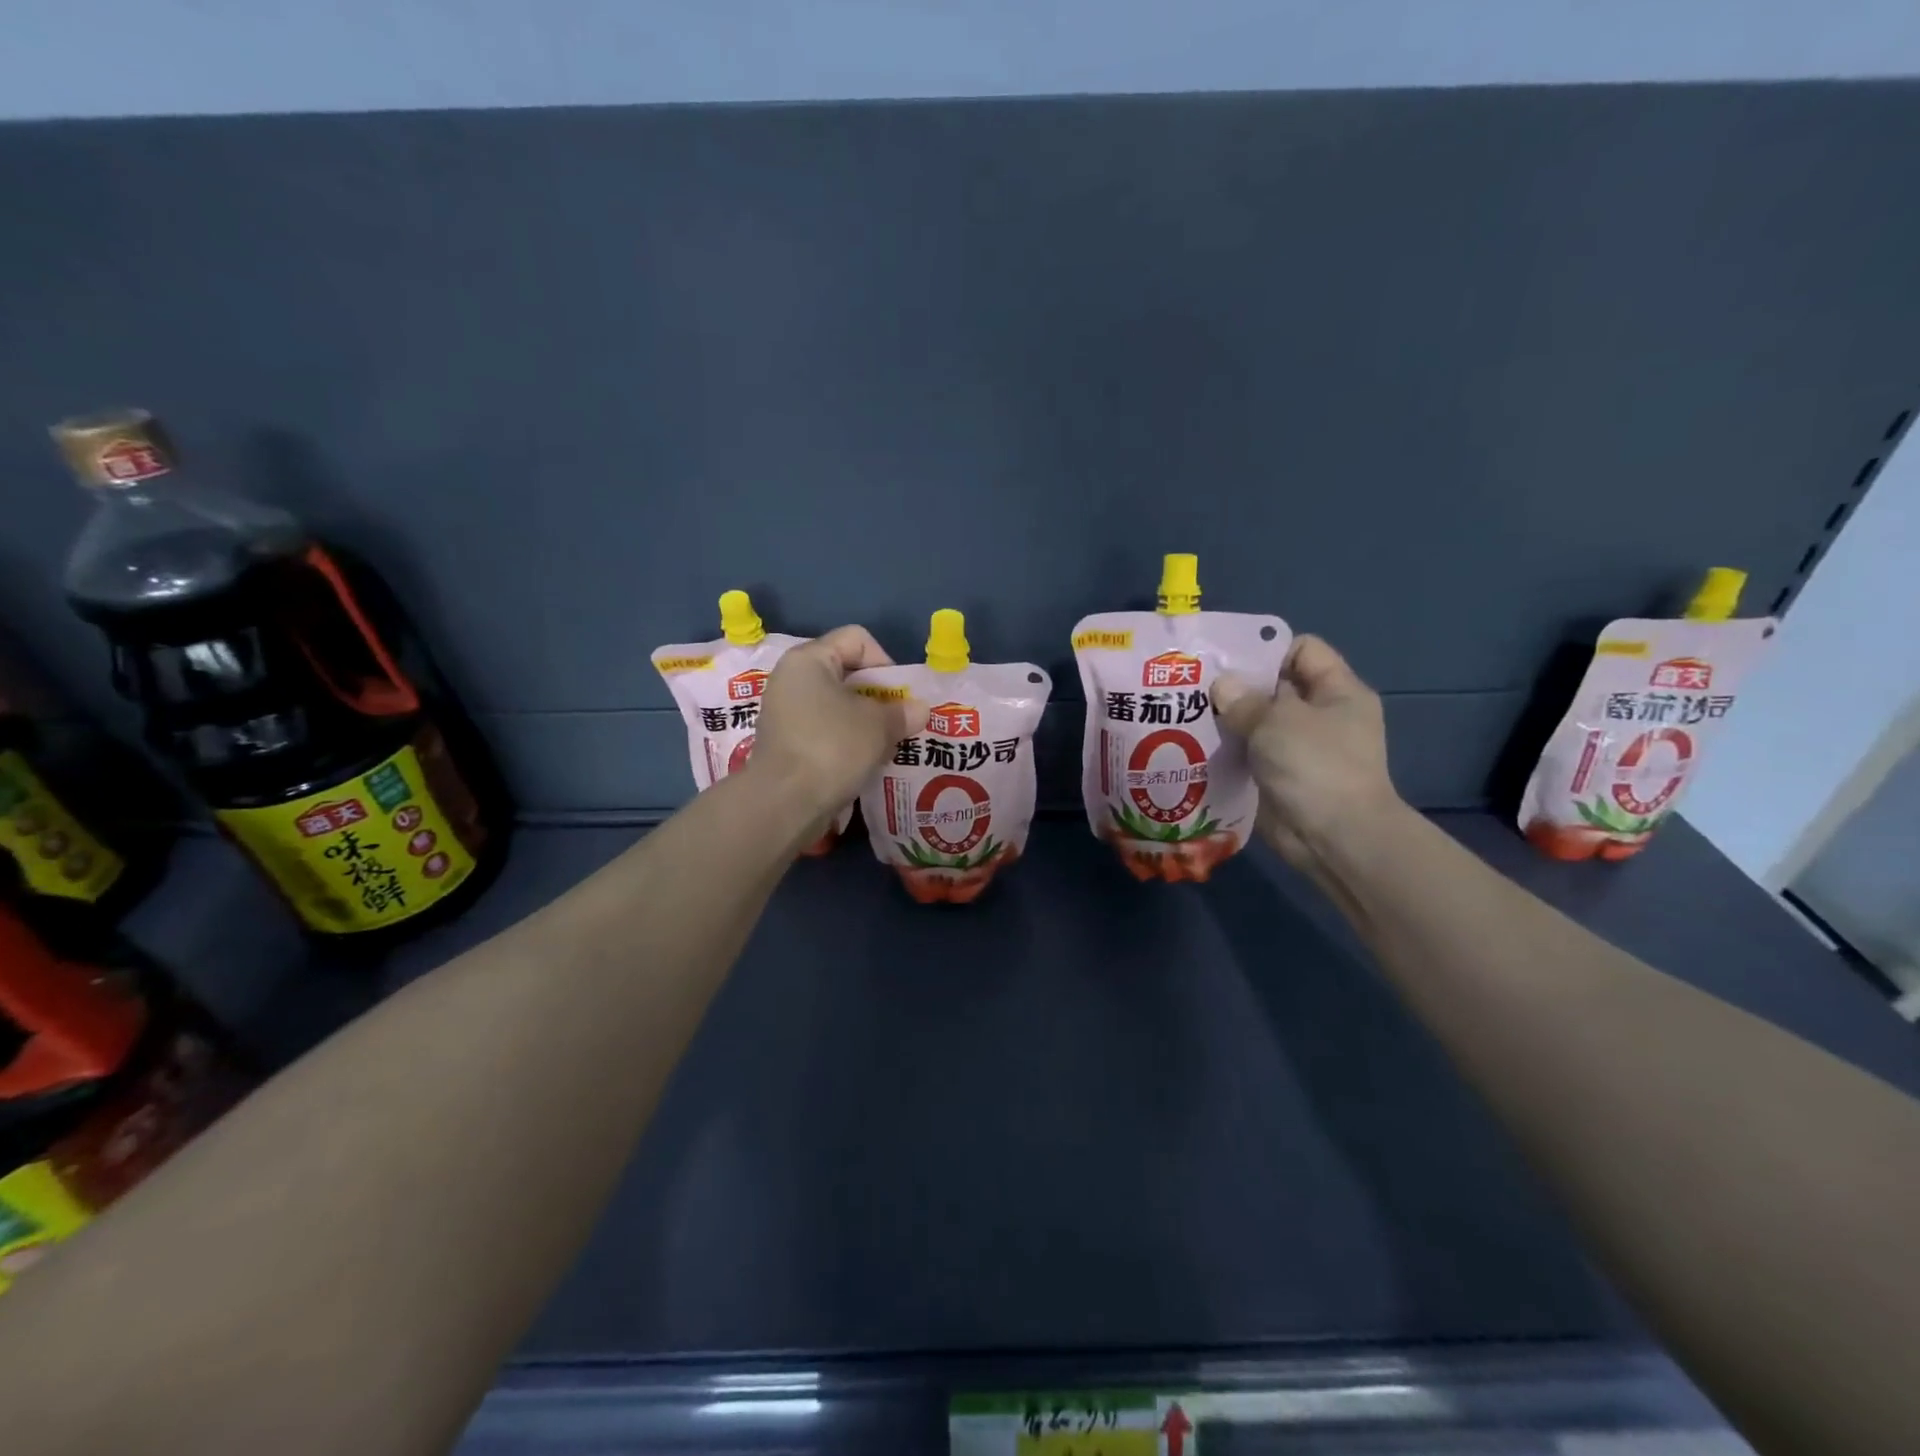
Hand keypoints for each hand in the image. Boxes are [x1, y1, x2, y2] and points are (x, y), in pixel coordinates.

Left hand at [748, 626, 928, 820]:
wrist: (784, 803)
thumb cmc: (832, 747)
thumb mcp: (879, 726)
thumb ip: (902, 712)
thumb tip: (919, 710)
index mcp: (809, 660)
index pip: (857, 639)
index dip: (885, 662)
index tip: (898, 696)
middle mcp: (791, 679)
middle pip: (847, 673)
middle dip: (879, 697)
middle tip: (899, 723)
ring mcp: (785, 713)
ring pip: (837, 706)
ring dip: (865, 723)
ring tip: (884, 746)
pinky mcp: (785, 744)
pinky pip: (825, 731)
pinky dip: (846, 742)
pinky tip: (863, 763)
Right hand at [1213, 635, 1405, 872]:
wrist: (1334, 838)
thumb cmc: (1315, 766)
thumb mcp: (1278, 721)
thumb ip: (1245, 699)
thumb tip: (1221, 686)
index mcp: (1336, 691)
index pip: (1302, 650)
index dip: (1266, 650)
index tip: (1226, 660)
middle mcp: (1320, 716)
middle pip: (1274, 687)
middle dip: (1236, 687)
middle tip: (1194, 687)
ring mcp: (1300, 750)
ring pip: (1257, 723)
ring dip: (1227, 722)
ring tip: (1186, 716)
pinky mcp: (1279, 778)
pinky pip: (1249, 755)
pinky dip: (1227, 753)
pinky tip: (1194, 748)